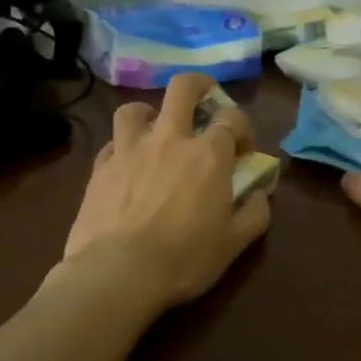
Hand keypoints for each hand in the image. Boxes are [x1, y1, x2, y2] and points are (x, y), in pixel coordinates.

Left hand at [61, 73, 271, 307]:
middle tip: (204, 103)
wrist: (117, 274)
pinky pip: (111, 143)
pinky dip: (122, 147)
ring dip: (150, 114)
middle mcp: (169, 139)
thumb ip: (255, 212)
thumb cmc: (183, 259)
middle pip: (182, 88)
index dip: (243, 128)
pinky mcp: (99, 168)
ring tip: (155, 131)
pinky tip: (127, 166)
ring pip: (136, 108)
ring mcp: (129, 149)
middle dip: (199, 86)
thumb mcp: (235, 243)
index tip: (243, 150)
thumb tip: (261, 193)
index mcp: (208, 154)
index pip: (232, 118)